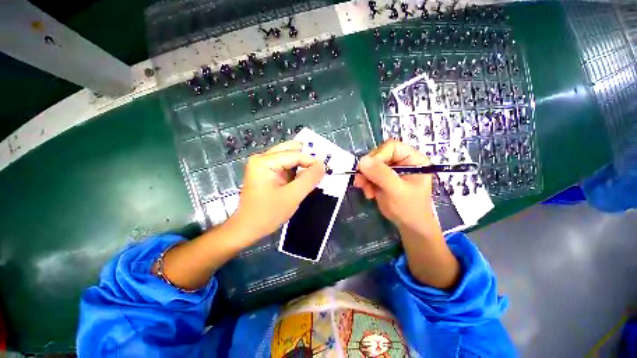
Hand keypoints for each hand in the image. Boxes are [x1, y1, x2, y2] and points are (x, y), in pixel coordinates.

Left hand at [232, 141, 325, 240]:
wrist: (247, 229)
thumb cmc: (268, 214)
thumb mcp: (292, 196)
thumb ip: (309, 179)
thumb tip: (322, 165)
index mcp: (264, 161)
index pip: (294, 154)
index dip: (312, 160)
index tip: (326, 169)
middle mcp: (262, 158)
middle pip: (290, 150)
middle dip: (307, 158)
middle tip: (321, 167)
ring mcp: (263, 165)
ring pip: (289, 157)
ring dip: (303, 164)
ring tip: (315, 173)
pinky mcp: (266, 173)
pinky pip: (285, 166)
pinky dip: (297, 170)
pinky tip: (304, 177)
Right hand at [353, 140, 434, 233]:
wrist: (410, 226)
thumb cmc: (410, 208)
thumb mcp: (397, 191)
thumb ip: (381, 175)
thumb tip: (362, 161)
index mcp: (412, 159)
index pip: (391, 147)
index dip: (377, 156)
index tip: (368, 170)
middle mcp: (402, 161)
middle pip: (378, 155)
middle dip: (369, 170)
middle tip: (362, 182)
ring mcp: (391, 170)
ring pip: (371, 165)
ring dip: (365, 177)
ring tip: (366, 191)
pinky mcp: (383, 178)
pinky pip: (369, 174)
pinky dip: (365, 183)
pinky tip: (369, 193)